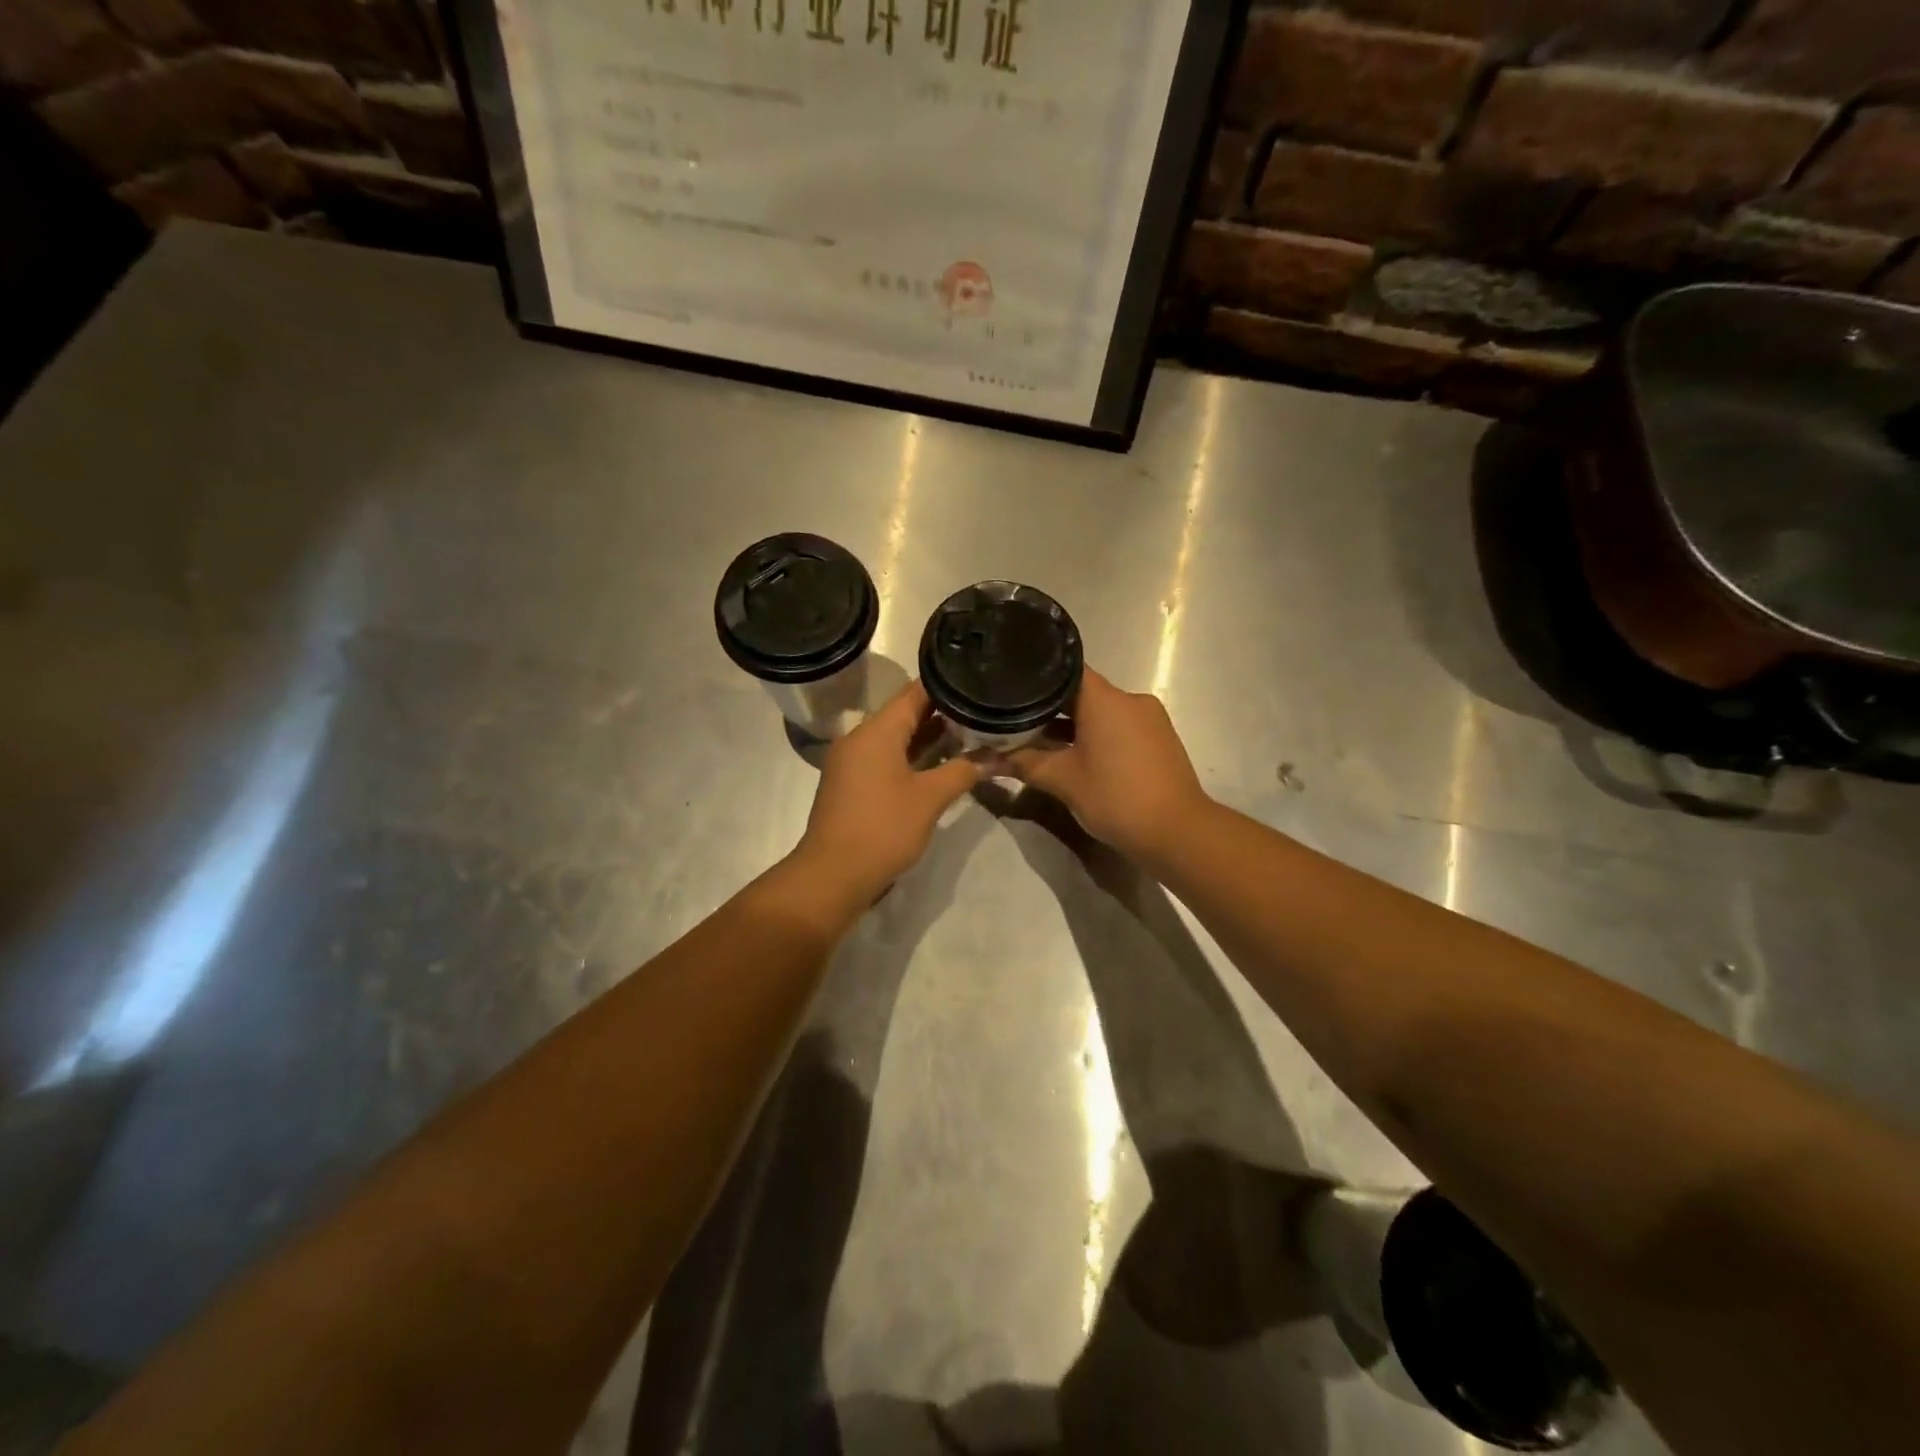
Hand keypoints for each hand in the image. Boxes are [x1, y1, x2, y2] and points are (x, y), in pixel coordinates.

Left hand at [793, 681, 981, 903]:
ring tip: (970, 735)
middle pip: (905, 714)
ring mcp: (852, 762)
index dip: (946, 686)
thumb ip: (963, 771)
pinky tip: (940, 765)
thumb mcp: (930, 798)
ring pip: (895, 738)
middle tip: (981, 712)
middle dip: (942, 714)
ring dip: (928, 738)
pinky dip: (911, 757)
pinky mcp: (852, 785)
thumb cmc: (883, 828)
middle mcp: (860, 738)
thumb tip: (997, 757)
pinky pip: (885, 758)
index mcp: (876, 731)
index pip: (914, 692)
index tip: (977, 683)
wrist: (833, 875)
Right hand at [1009, 669, 1210, 863]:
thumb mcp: (1062, 780)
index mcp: (1106, 698)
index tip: (1011, 685)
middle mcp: (1130, 699)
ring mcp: (1149, 718)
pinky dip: (1097, 735)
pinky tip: (1076, 756)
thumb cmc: (1116, 798)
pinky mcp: (1159, 739)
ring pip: (1101, 711)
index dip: (1036, 676)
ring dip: (1073, 725)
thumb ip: (1022, 763)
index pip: (1065, 669)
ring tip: (1040, 741)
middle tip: (1015, 719)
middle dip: (1050, 707)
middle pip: (1082, 692)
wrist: (1177, 832)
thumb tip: (981, 760)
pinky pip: (1120, 726)